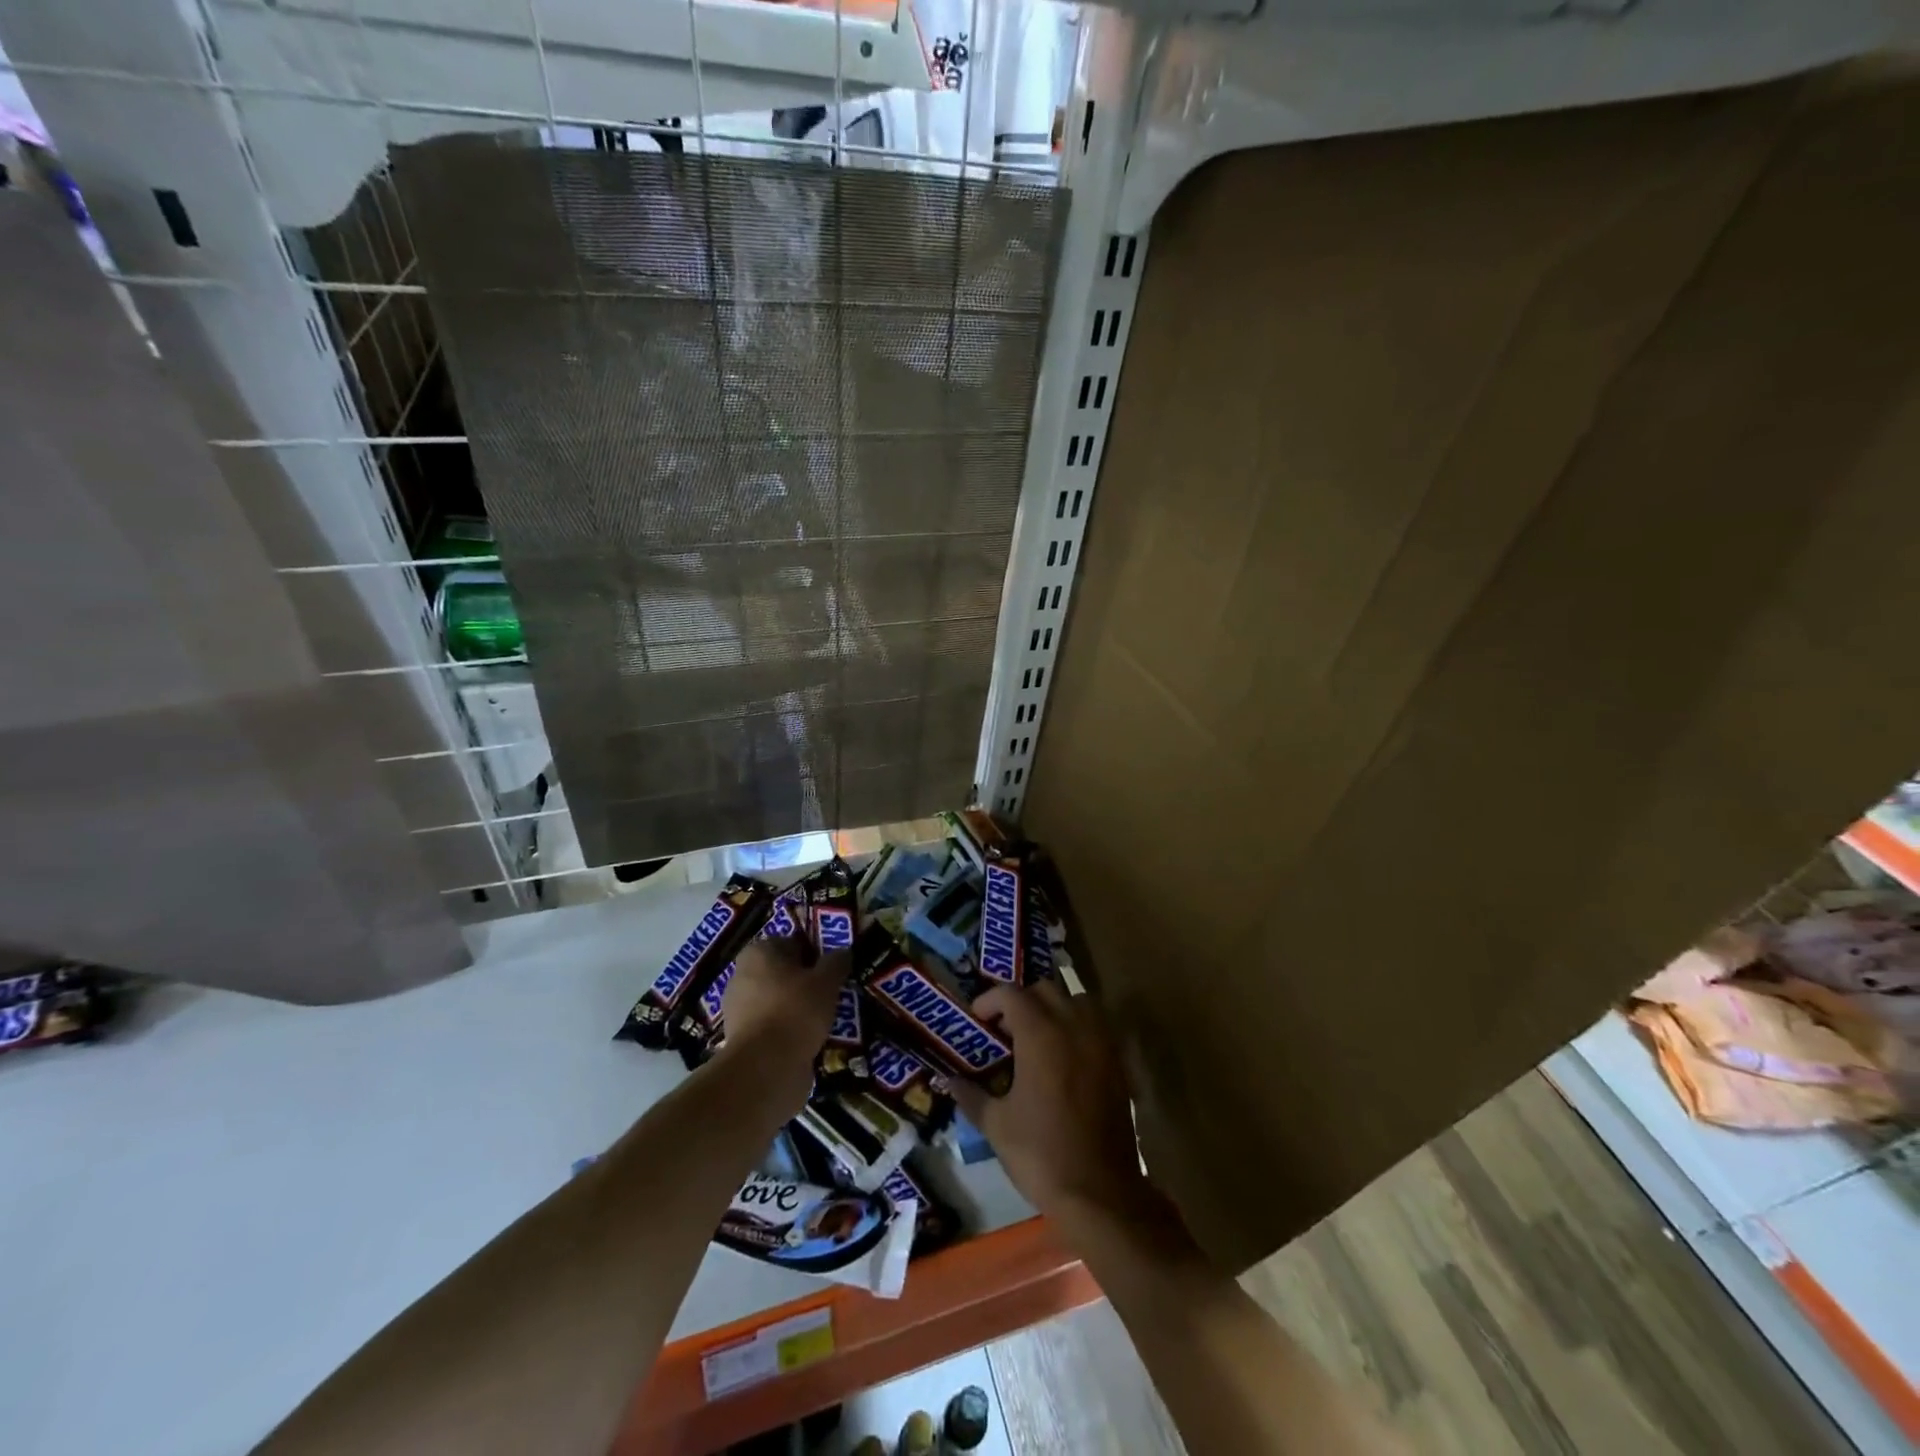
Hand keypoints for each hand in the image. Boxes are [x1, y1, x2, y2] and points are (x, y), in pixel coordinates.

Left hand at [711, 934, 846, 1114]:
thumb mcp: (827, 980)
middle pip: (784, 973)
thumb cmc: (796, 1010)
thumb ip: (836, 962)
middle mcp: (742, 976)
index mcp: (758, 952)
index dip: (815, 953)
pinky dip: (790, 1032)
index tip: (834, 969)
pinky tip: (812, 1041)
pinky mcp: (742, 1040)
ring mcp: (739, 1010)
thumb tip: (842, 952)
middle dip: (807, 983)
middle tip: (834, 994)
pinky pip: (774, 1027)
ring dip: (800, 1009)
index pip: (792, 943)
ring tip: (827, 1020)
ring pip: (779, 1002)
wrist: (766, 1068)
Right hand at [949, 981, 1161, 1241]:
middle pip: (1045, 989)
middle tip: (1004, 1030)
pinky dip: (1077, 1027)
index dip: (989, 1000)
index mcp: (1040, 1034)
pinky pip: (1096, 1026)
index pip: (1011, 993)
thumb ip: (971, 1095)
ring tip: (1037, 1037)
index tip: (977, 1021)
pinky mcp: (1118, 1062)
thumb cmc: (1041, 1154)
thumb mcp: (996, 1126)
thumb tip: (949, 1081)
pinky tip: (1063, 1059)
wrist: (1100, 1192)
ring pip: (1076, 1001)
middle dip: (1021, 1001)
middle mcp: (1073, 1027)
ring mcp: (1100, 1042)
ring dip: (1054, 1008)